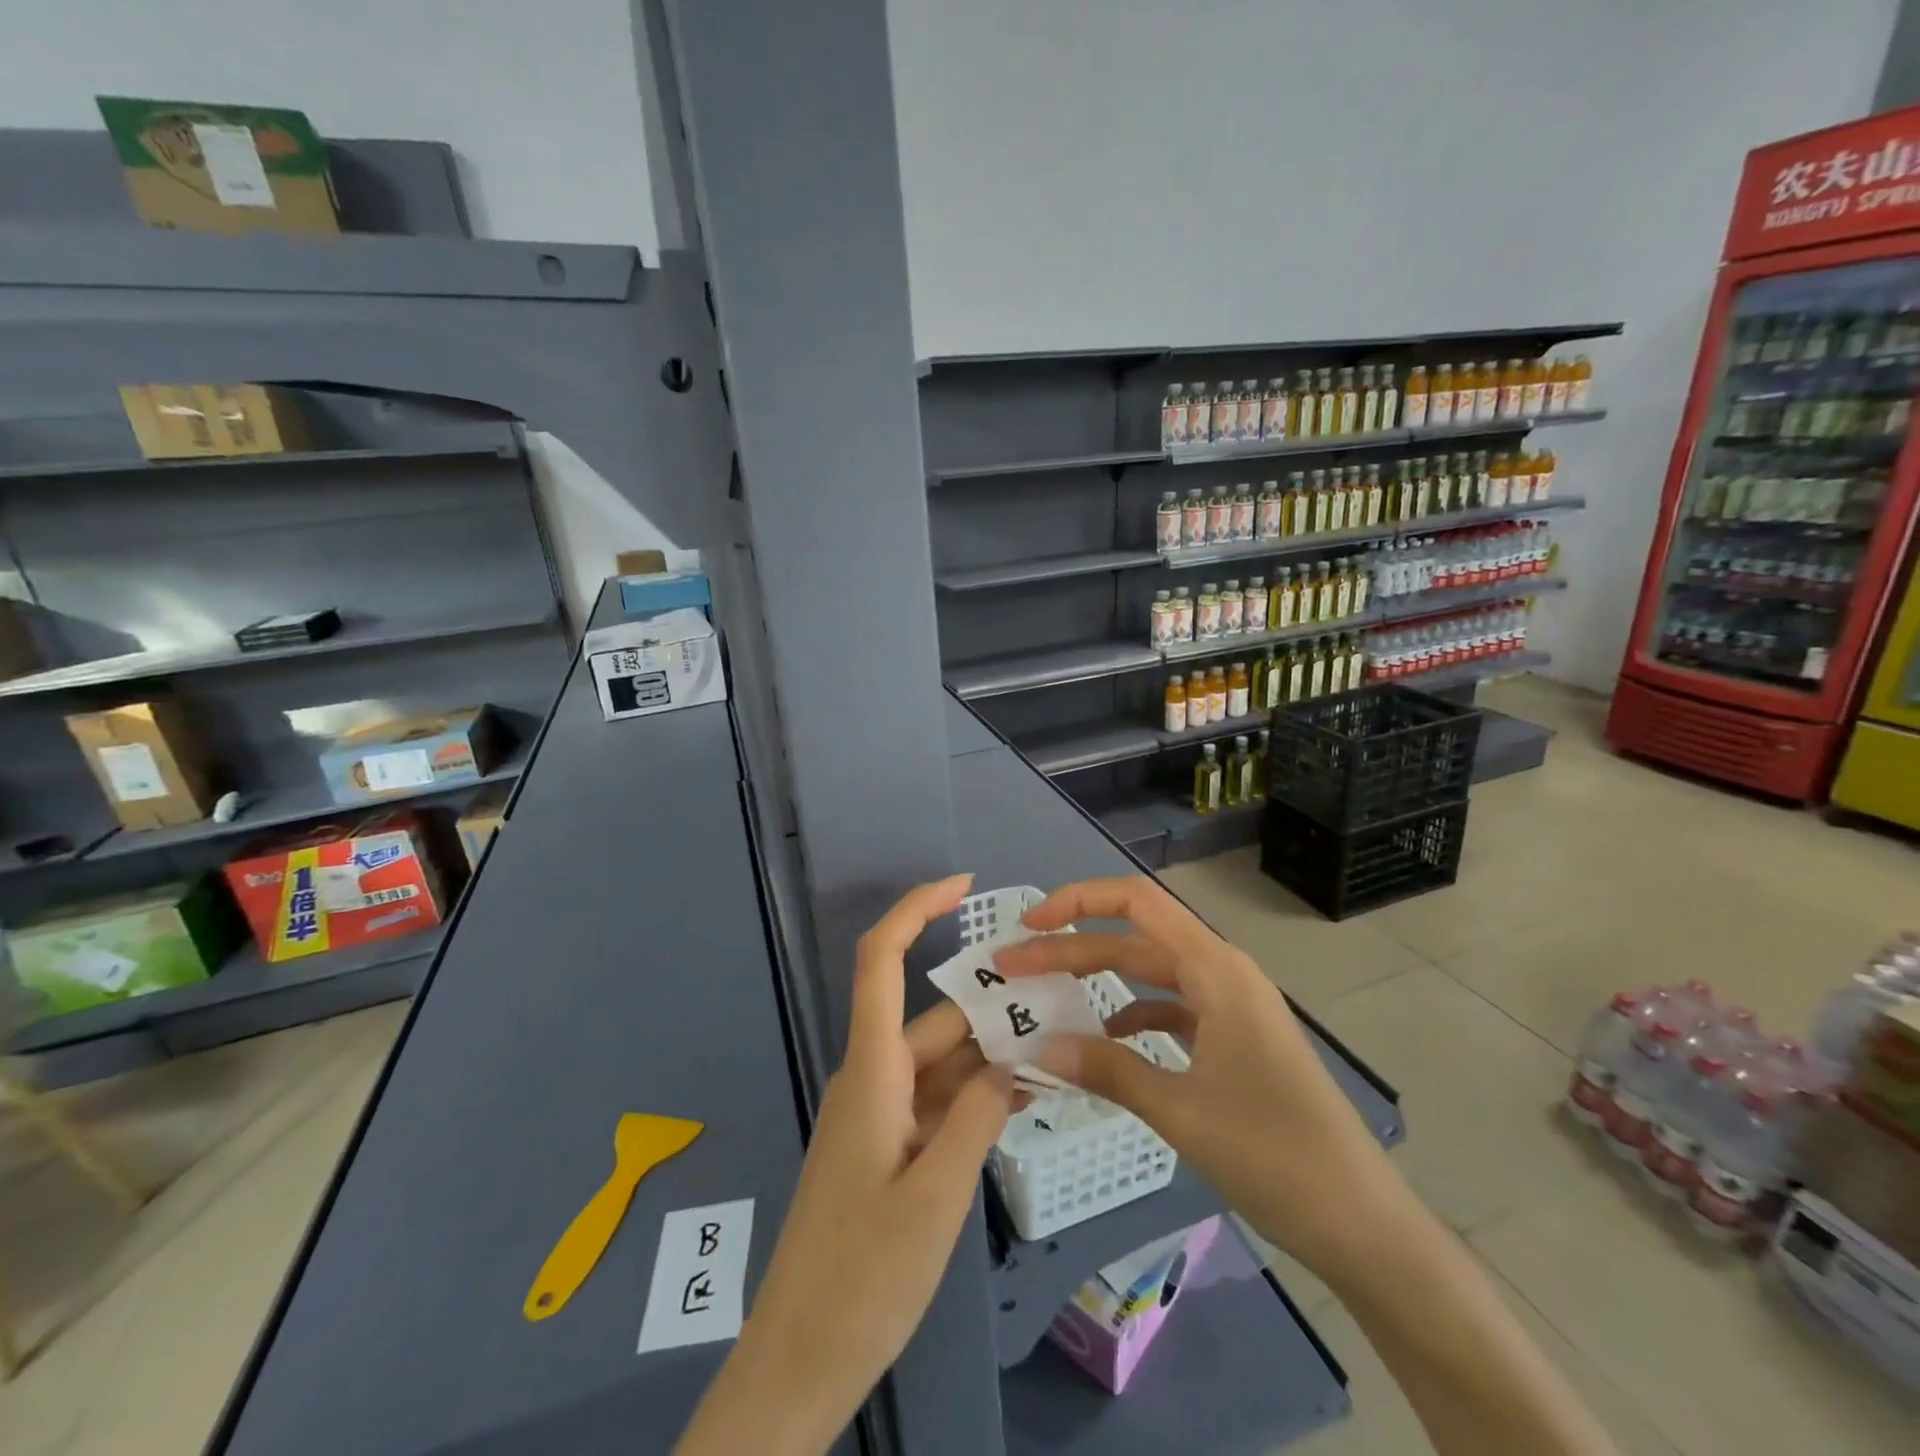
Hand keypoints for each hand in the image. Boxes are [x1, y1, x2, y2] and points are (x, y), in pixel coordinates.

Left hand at [675, 875, 1014, 1455]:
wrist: (800, 1361)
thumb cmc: (863, 1276)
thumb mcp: (937, 1195)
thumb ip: (977, 1116)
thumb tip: (1011, 1061)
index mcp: (871, 1072)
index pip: (881, 962)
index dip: (915, 910)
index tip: (963, 884)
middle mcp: (871, 1078)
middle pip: (933, 1020)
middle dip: (990, 1010)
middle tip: (1059, 1011)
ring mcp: (877, 1114)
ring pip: (939, 1063)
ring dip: (988, 1059)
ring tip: (1054, 1059)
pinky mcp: (884, 1147)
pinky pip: (934, 1101)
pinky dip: (973, 1097)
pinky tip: (1019, 1106)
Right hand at [993, 875, 1403, 1281]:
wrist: (1362, 1222)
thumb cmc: (1275, 1155)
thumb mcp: (1180, 1112)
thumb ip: (1107, 1070)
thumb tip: (1039, 1045)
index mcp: (1216, 969)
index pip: (1137, 903)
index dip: (1078, 902)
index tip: (1029, 924)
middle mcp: (1222, 973)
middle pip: (1134, 940)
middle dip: (1070, 949)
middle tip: (1011, 969)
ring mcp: (1230, 1007)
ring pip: (1150, 975)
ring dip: (1097, 981)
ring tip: (1045, 1001)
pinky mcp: (1233, 1039)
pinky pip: (1170, 1009)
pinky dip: (1132, 1016)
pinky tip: (1102, 1040)